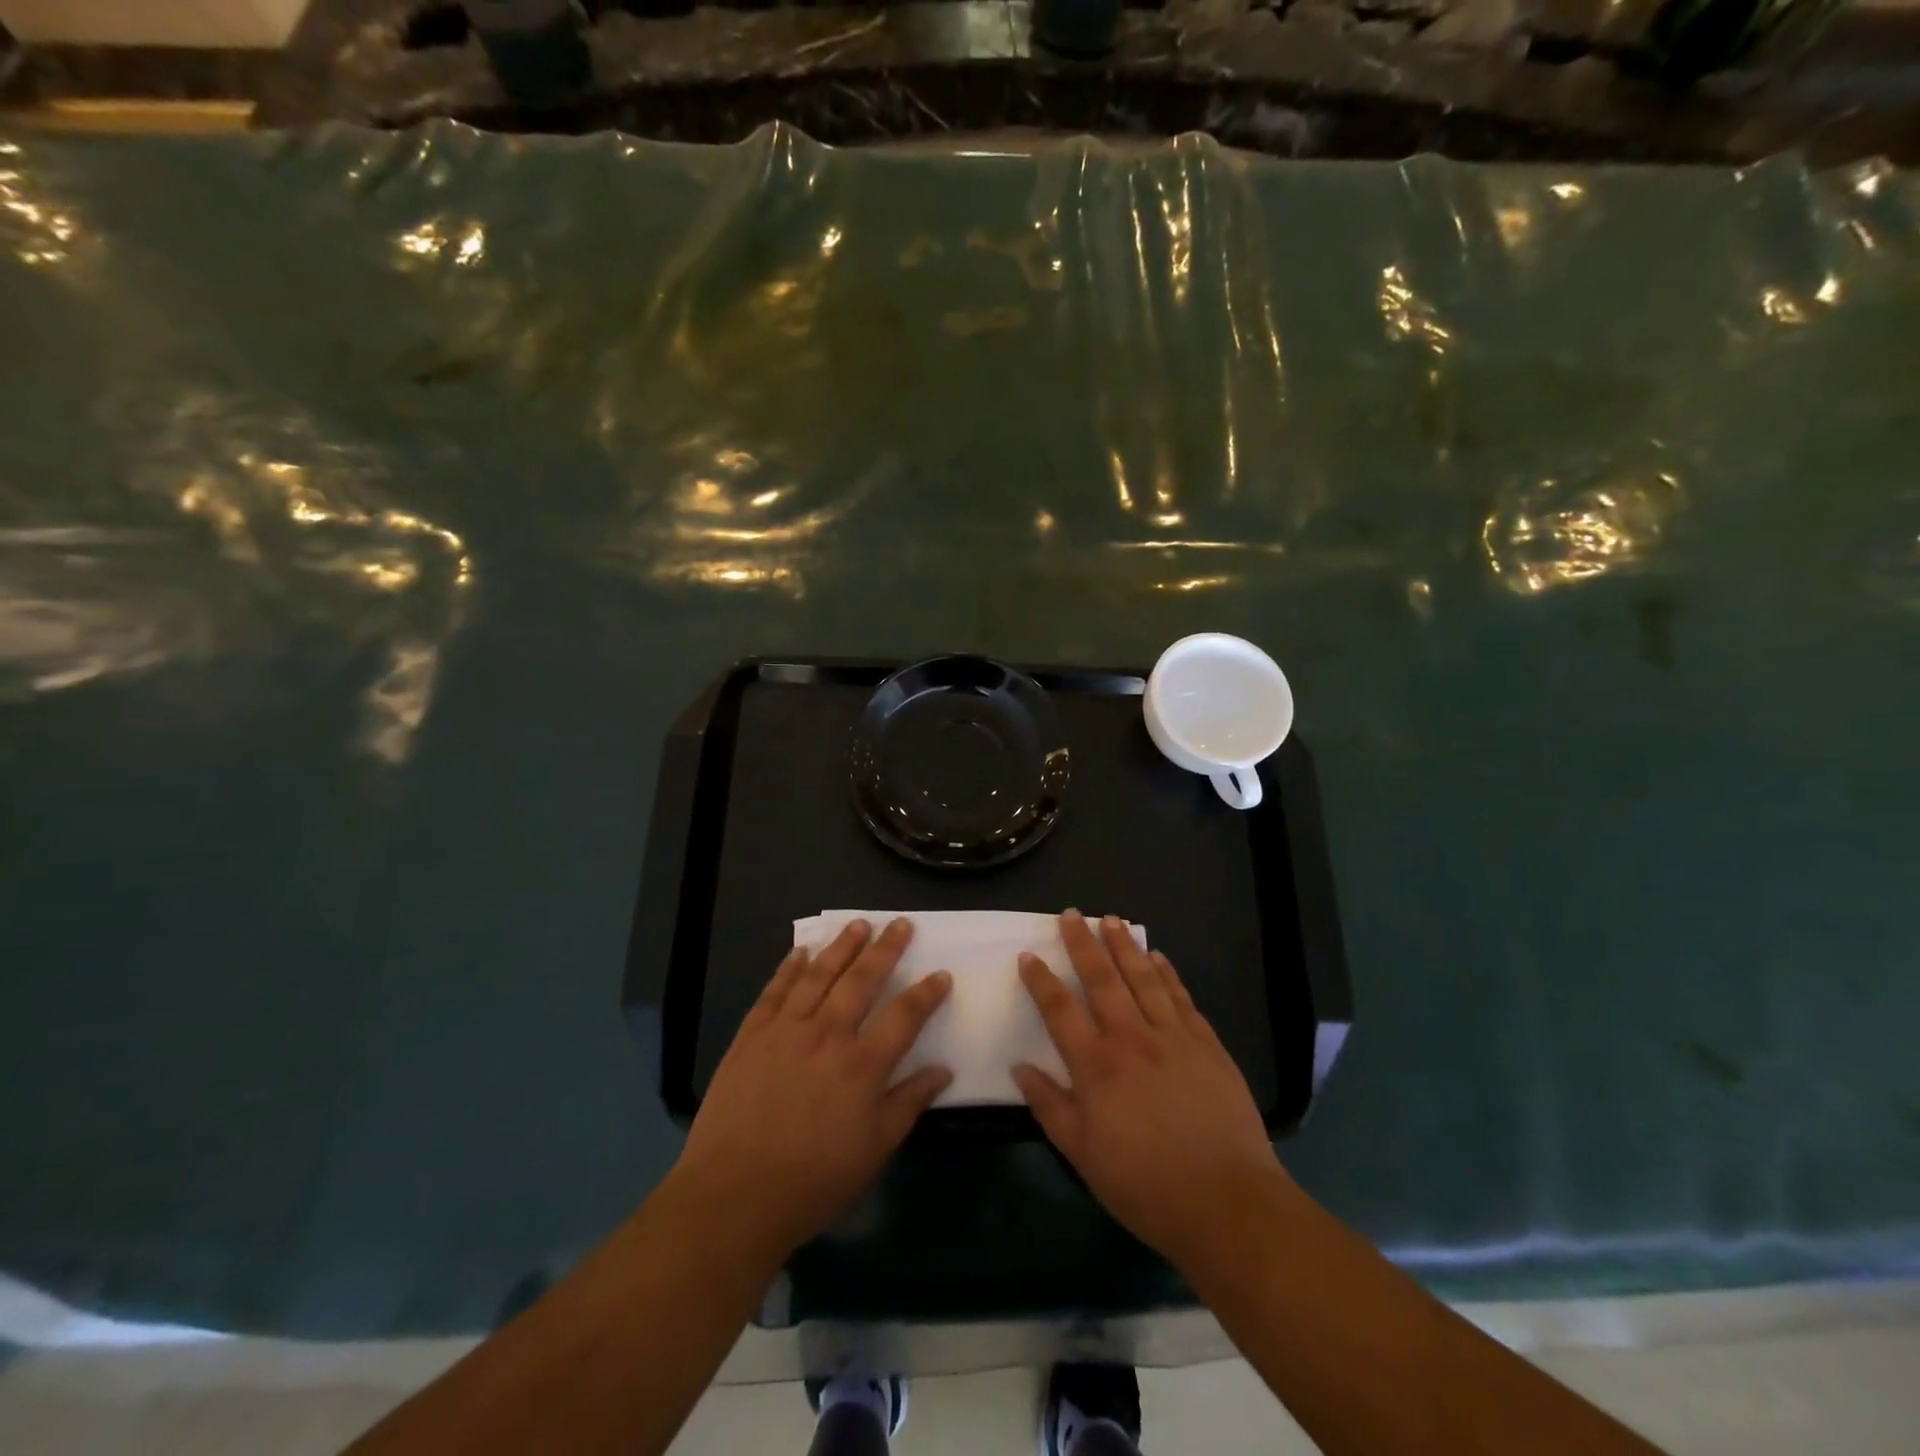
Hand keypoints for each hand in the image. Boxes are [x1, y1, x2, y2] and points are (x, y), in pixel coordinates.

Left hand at [673, 918, 952, 1257]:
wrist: (734, 1194)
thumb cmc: (813, 1180)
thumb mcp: (874, 1150)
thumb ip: (909, 1103)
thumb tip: (943, 1070)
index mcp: (863, 1064)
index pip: (905, 1016)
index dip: (926, 993)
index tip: (941, 974)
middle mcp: (828, 1034)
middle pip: (862, 980)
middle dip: (885, 949)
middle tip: (900, 923)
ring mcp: (786, 1029)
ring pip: (820, 974)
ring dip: (842, 946)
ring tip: (858, 924)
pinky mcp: (752, 1034)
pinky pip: (776, 990)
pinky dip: (790, 967)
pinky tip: (801, 952)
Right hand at [1012, 910, 1285, 1271]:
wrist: (1226, 1201)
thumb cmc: (1145, 1185)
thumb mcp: (1082, 1155)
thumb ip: (1049, 1106)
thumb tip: (1020, 1068)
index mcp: (1096, 1066)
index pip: (1060, 1010)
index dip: (1041, 980)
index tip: (1028, 955)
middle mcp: (1131, 1038)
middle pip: (1102, 979)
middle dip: (1084, 944)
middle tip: (1072, 914)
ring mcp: (1173, 1037)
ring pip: (1144, 978)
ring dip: (1125, 946)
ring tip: (1111, 920)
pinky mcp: (1206, 1044)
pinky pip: (1181, 997)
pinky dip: (1168, 973)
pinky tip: (1159, 957)